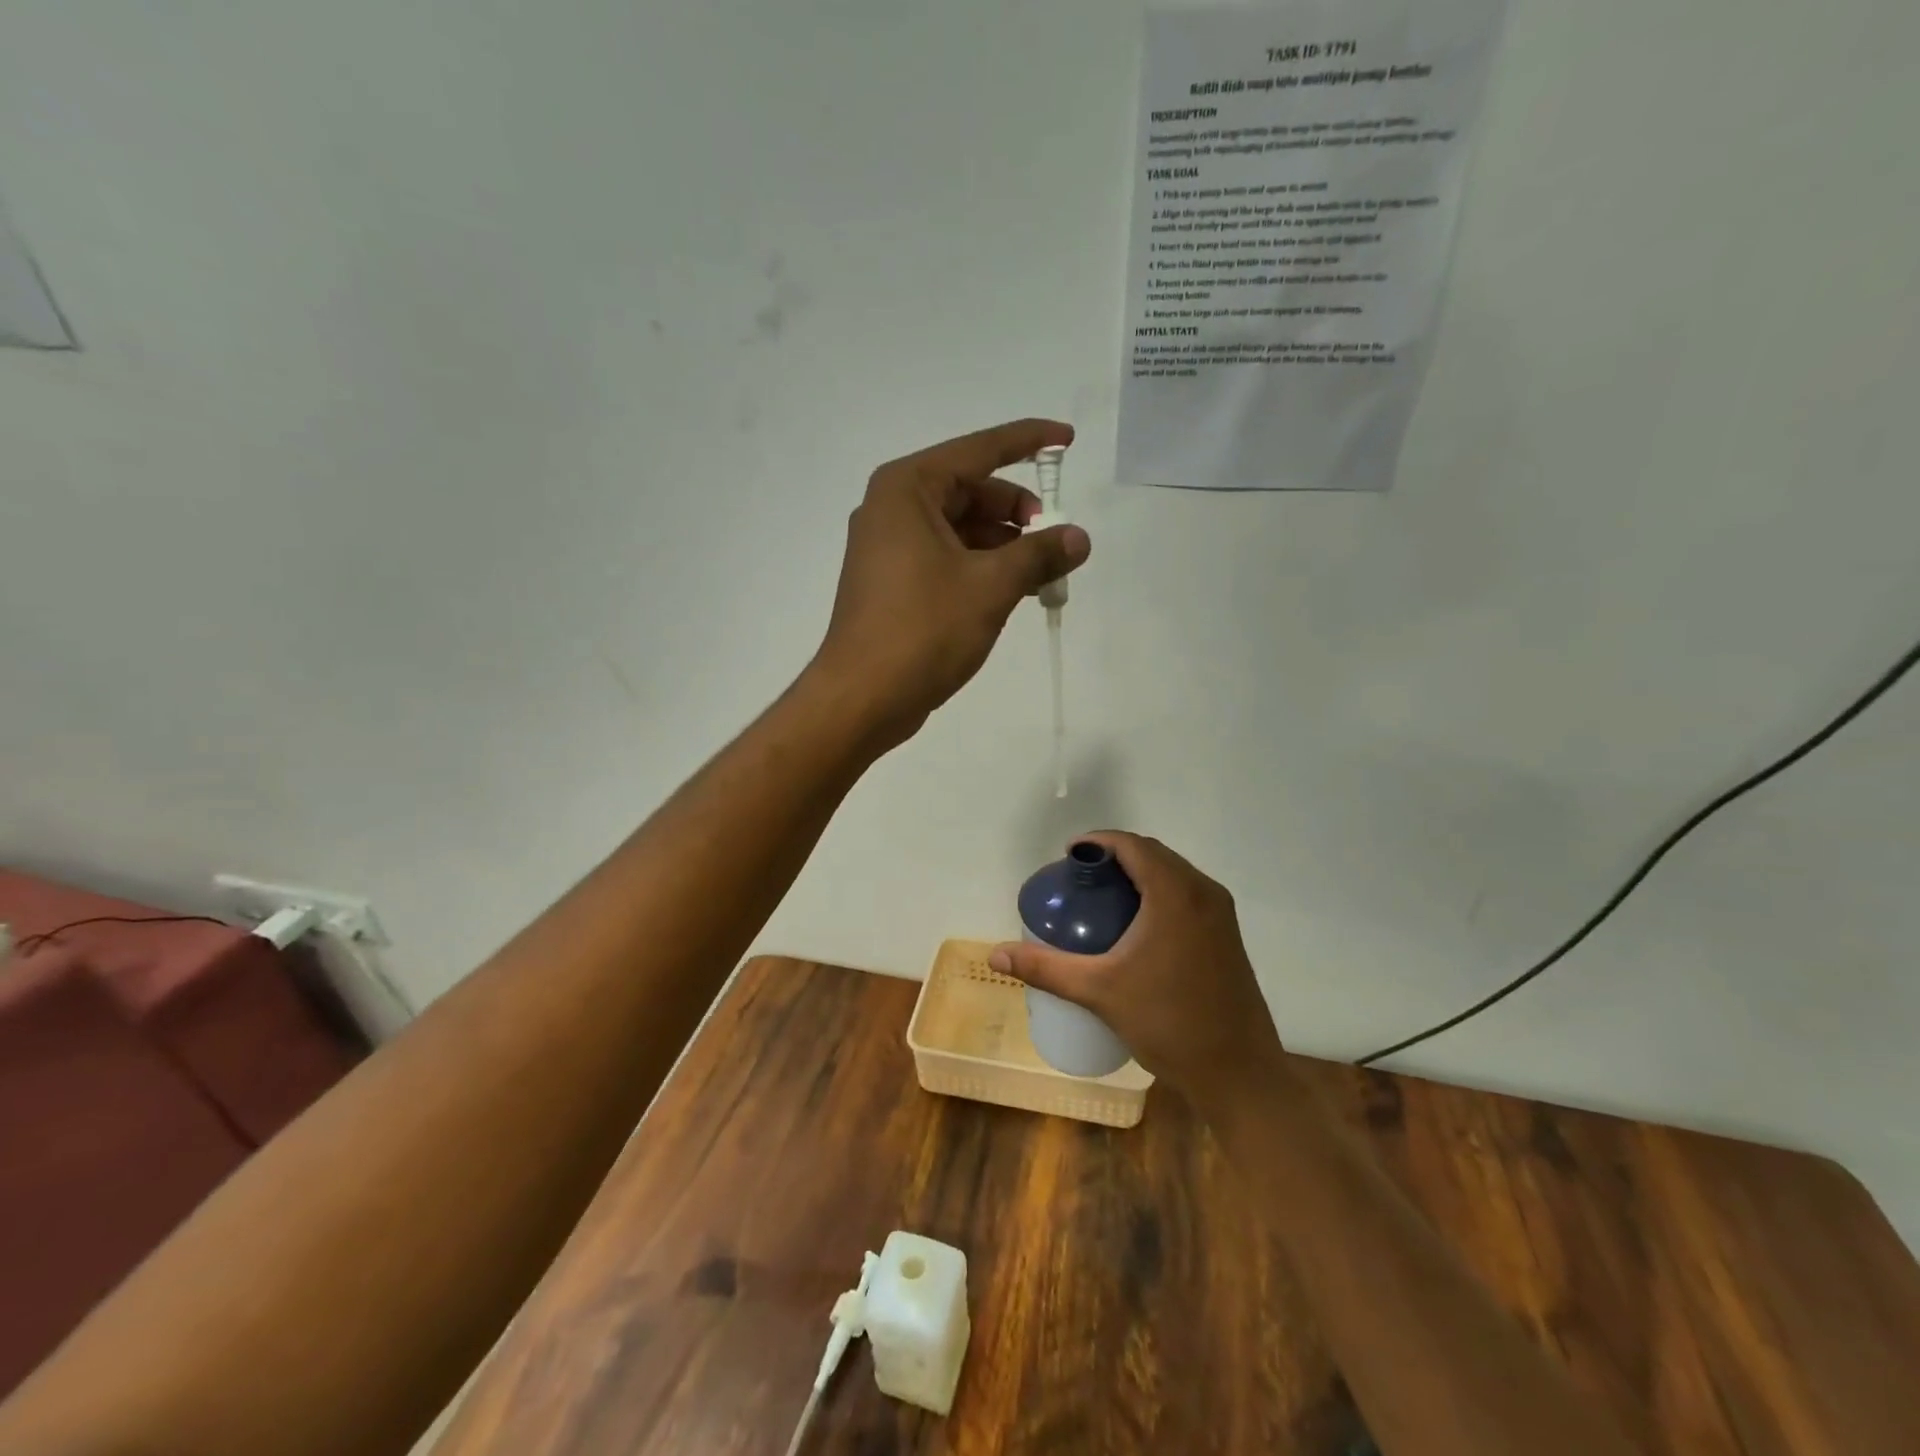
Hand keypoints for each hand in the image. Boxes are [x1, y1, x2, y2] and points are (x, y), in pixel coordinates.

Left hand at [810, 418, 1090, 748]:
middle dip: (1018, 511)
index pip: (979, 450)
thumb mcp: (991, 587)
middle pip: (970, 490)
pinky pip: (946, 557)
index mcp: (908, 489)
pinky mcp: (892, 581)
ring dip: (1004, 544)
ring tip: (1042, 574)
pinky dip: (981, 566)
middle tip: (1055, 540)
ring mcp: (889, 546)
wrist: (862, 697)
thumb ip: (1039, 554)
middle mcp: (893, 507)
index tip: (1067, 440)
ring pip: (960, 528)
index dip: (1028, 441)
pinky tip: (1011, 590)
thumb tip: (1079, 538)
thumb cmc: (924, 630)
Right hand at [990, 833, 1287, 1111]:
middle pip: (1154, 854)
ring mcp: (1221, 914)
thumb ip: (1046, 968)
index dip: (1098, 841)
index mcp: (1176, 893)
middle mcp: (1204, 892)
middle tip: (1080, 878)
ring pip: (1173, 874)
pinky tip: (1136, 926)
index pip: (1133, 844)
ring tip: (1103, 898)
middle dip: (1115, 856)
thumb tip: (995, 954)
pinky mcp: (1228, 936)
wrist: (1238, 1075)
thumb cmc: (1167, 1023)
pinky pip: (1187, 895)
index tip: (1068, 856)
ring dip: (1138, 874)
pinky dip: (1158, 893)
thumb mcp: (1099, 991)